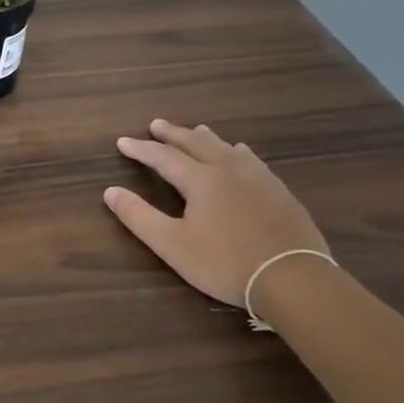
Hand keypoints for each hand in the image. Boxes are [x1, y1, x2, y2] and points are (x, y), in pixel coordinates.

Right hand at [104, 119, 327, 306]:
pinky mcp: (280, 192)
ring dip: (206, 138)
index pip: (163, 157)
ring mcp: (259, 179)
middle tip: (157, 124)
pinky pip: (252, 160)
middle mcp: (229, 170)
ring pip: (227, 148)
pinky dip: (237, 152)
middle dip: (174, 133)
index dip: (141, 149)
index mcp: (201, 180)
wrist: (293, 278)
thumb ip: (139, 216)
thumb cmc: (224, 263)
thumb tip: (110, 191)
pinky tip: (242, 154)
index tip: (122, 142)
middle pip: (197, 143)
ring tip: (197, 130)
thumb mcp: (172, 245)